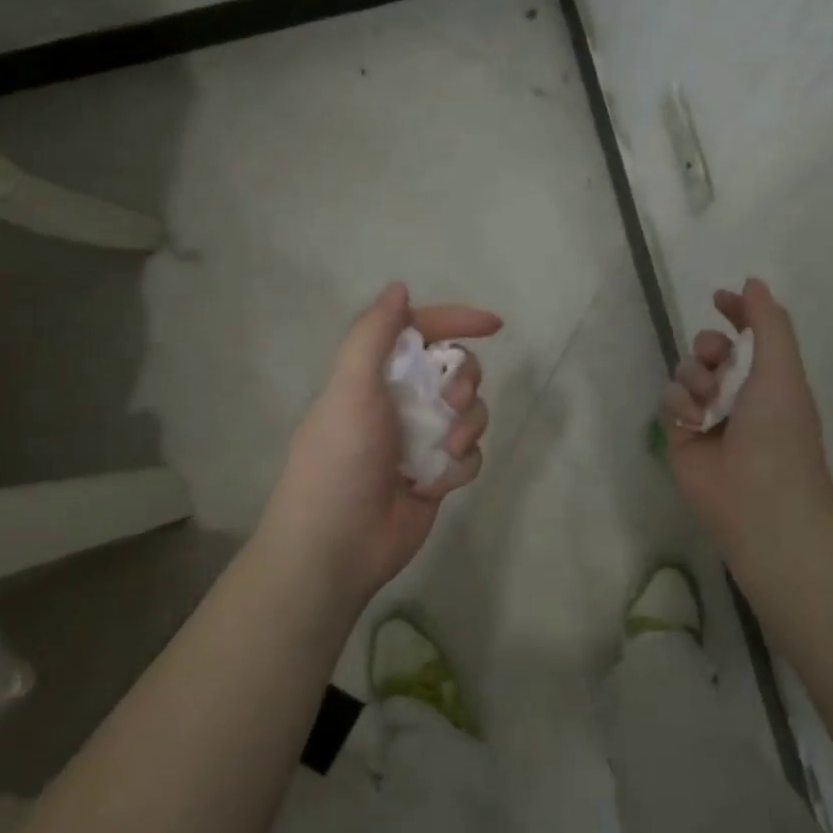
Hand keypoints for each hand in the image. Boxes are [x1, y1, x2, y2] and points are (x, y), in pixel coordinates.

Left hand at [259, 283, 499, 604]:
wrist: (338, 544)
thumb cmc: (339, 459)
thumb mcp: (349, 388)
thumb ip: (373, 335)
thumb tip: (399, 288)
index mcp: (374, 375)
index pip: (420, 333)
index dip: (456, 321)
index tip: (493, 325)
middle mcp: (400, 401)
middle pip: (456, 370)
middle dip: (464, 380)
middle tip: (451, 400)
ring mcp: (420, 439)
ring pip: (471, 411)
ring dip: (468, 424)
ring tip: (447, 446)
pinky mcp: (437, 473)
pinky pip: (470, 454)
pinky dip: (459, 463)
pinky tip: (436, 481)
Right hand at [662, 278, 832, 560]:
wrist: (757, 497)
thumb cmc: (779, 430)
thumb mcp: (782, 368)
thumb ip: (767, 322)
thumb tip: (752, 282)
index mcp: (768, 377)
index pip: (747, 334)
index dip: (735, 313)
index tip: (719, 298)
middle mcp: (736, 392)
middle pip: (708, 348)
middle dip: (709, 347)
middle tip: (717, 361)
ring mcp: (706, 414)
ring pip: (684, 371)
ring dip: (695, 378)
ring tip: (709, 404)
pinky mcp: (679, 434)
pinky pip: (668, 398)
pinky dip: (680, 405)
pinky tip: (694, 423)